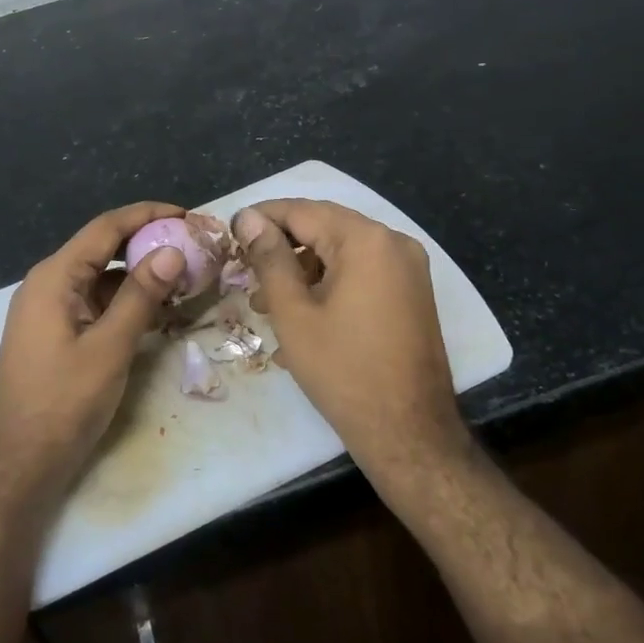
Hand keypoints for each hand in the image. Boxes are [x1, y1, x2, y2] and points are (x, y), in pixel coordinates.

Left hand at [0, 202, 185, 491]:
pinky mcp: (54, 333)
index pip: (105, 228)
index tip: (187, 214)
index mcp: (54, 277)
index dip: (147, 215)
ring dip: (137, 274)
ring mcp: (48, 310)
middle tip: (191, 246)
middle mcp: (47, 284)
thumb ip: (140, 296)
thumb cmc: (63, 402)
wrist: (19, 462)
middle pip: (102, 248)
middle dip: (146, 243)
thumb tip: (172, 251)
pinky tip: (154, 311)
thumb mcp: (109, 347)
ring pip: (99, 277)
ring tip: (182, 277)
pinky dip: (123, 301)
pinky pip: (93, 302)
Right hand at [234, 199, 471, 495]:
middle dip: (282, 248)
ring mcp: (409, 269)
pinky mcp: (412, 294)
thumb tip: (248, 218)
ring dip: (303, 271)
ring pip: (343, 253)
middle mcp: (394, 243)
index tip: (231, 232)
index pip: (303, 211)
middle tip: (245, 270)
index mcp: (366, 240)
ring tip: (266, 304)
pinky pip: (362, 274)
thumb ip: (270, 258)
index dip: (263, 218)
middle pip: (325, 228)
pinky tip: (301, 318)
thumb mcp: (294, 312)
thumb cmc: (343, 370)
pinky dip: (330, 285)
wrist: (408, 431)